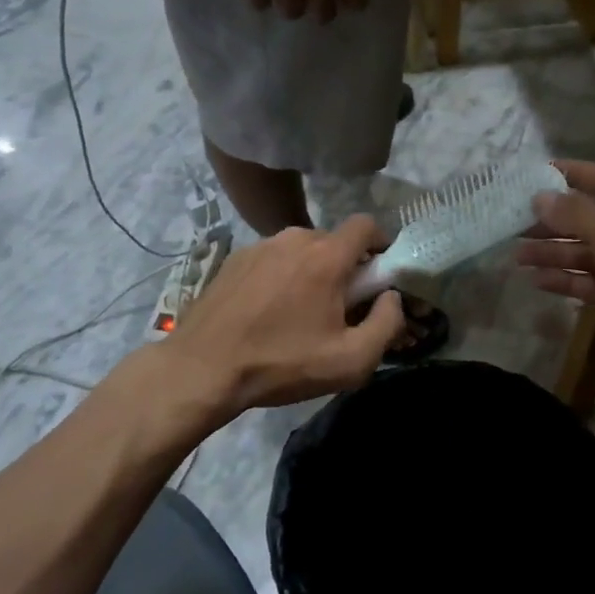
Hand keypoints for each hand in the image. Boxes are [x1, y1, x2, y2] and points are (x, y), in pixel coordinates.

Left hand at [167, 216, 403, 418]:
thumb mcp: (350, 361)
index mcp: (326, 256)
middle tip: (340, 307)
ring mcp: (260, 246)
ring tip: (300, 312)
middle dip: (345, 267)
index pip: (366, 225)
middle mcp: (294, 238)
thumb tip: (392, 298)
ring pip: (301, 250)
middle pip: (334, 241)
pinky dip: (281, 277)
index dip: (381, 243)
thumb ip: (387, 324)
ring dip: (311, 272)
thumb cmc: (282, 363)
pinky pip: (273, 259)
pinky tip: (268, 312)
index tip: (380, 274)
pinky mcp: (234, 259)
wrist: (202, 369)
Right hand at [516, 160, 594, 378]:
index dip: (576, 174)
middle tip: (516, 221)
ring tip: (518, 255)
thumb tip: (541, 197)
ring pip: (593, 253)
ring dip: (558, 253)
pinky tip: (540, 282)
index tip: (537, 173)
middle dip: (558, 221)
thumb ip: (579, 215)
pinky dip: (571, 281)